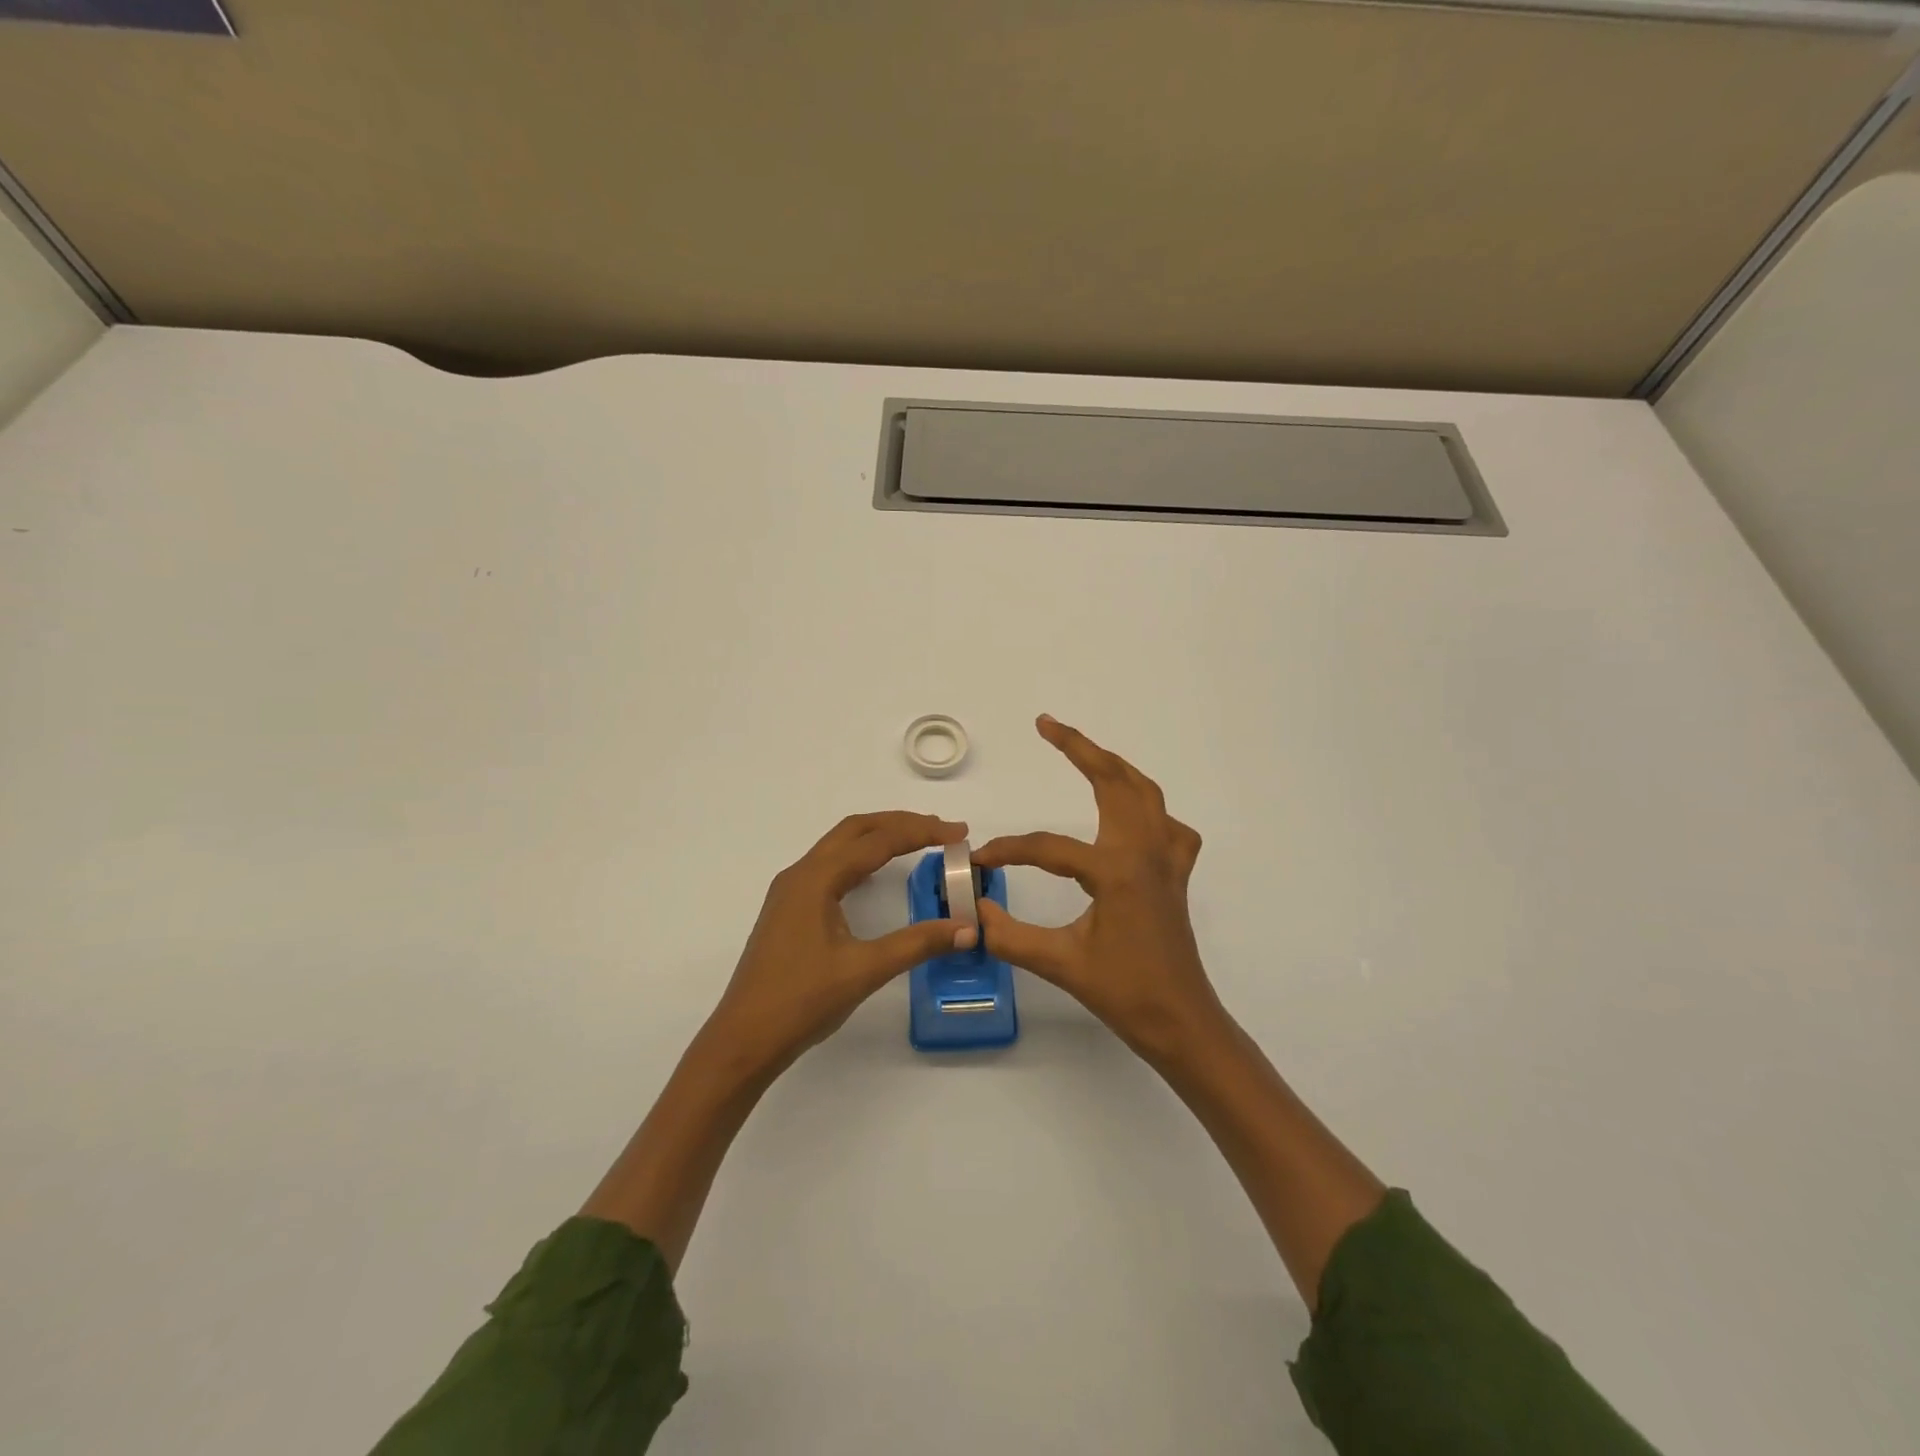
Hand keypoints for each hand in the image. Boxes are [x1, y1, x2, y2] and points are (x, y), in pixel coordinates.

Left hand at [708, 811, 977, 1073]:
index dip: (921, 832)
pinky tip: (876, 872)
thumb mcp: (864, 971)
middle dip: (900, 823)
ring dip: (879, 837)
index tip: (959, 832)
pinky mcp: (789, 910)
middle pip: (855, 830)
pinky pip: (831, 866)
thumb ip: (917, 944)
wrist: (744, 1040)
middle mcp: (800, 874)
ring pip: (840, 846)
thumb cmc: (801, 1002)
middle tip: (941, 829)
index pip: (877, 841)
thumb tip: (968, 928)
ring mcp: (791, 891)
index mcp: (816, 879)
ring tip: (918, 841)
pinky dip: (861, 858)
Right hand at [974, 716, 1222, 1064]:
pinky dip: (1149, 809)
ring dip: (1114, 766)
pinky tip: (1131, 820)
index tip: (980, 858)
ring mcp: (1167, 860)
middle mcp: (1145, 852)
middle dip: (1081, 748)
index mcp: (1116, 870)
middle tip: (1047, 725)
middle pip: (1115, 781)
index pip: (1050, 847)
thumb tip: (972, 910)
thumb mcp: (1061, 964)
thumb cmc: (1125, 994)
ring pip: (1145, 793)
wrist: (1181, 1022)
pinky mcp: (1176, 875)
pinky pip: (1168, 825)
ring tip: (1084, 752)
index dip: (1010, 849)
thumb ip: (1010, 935)